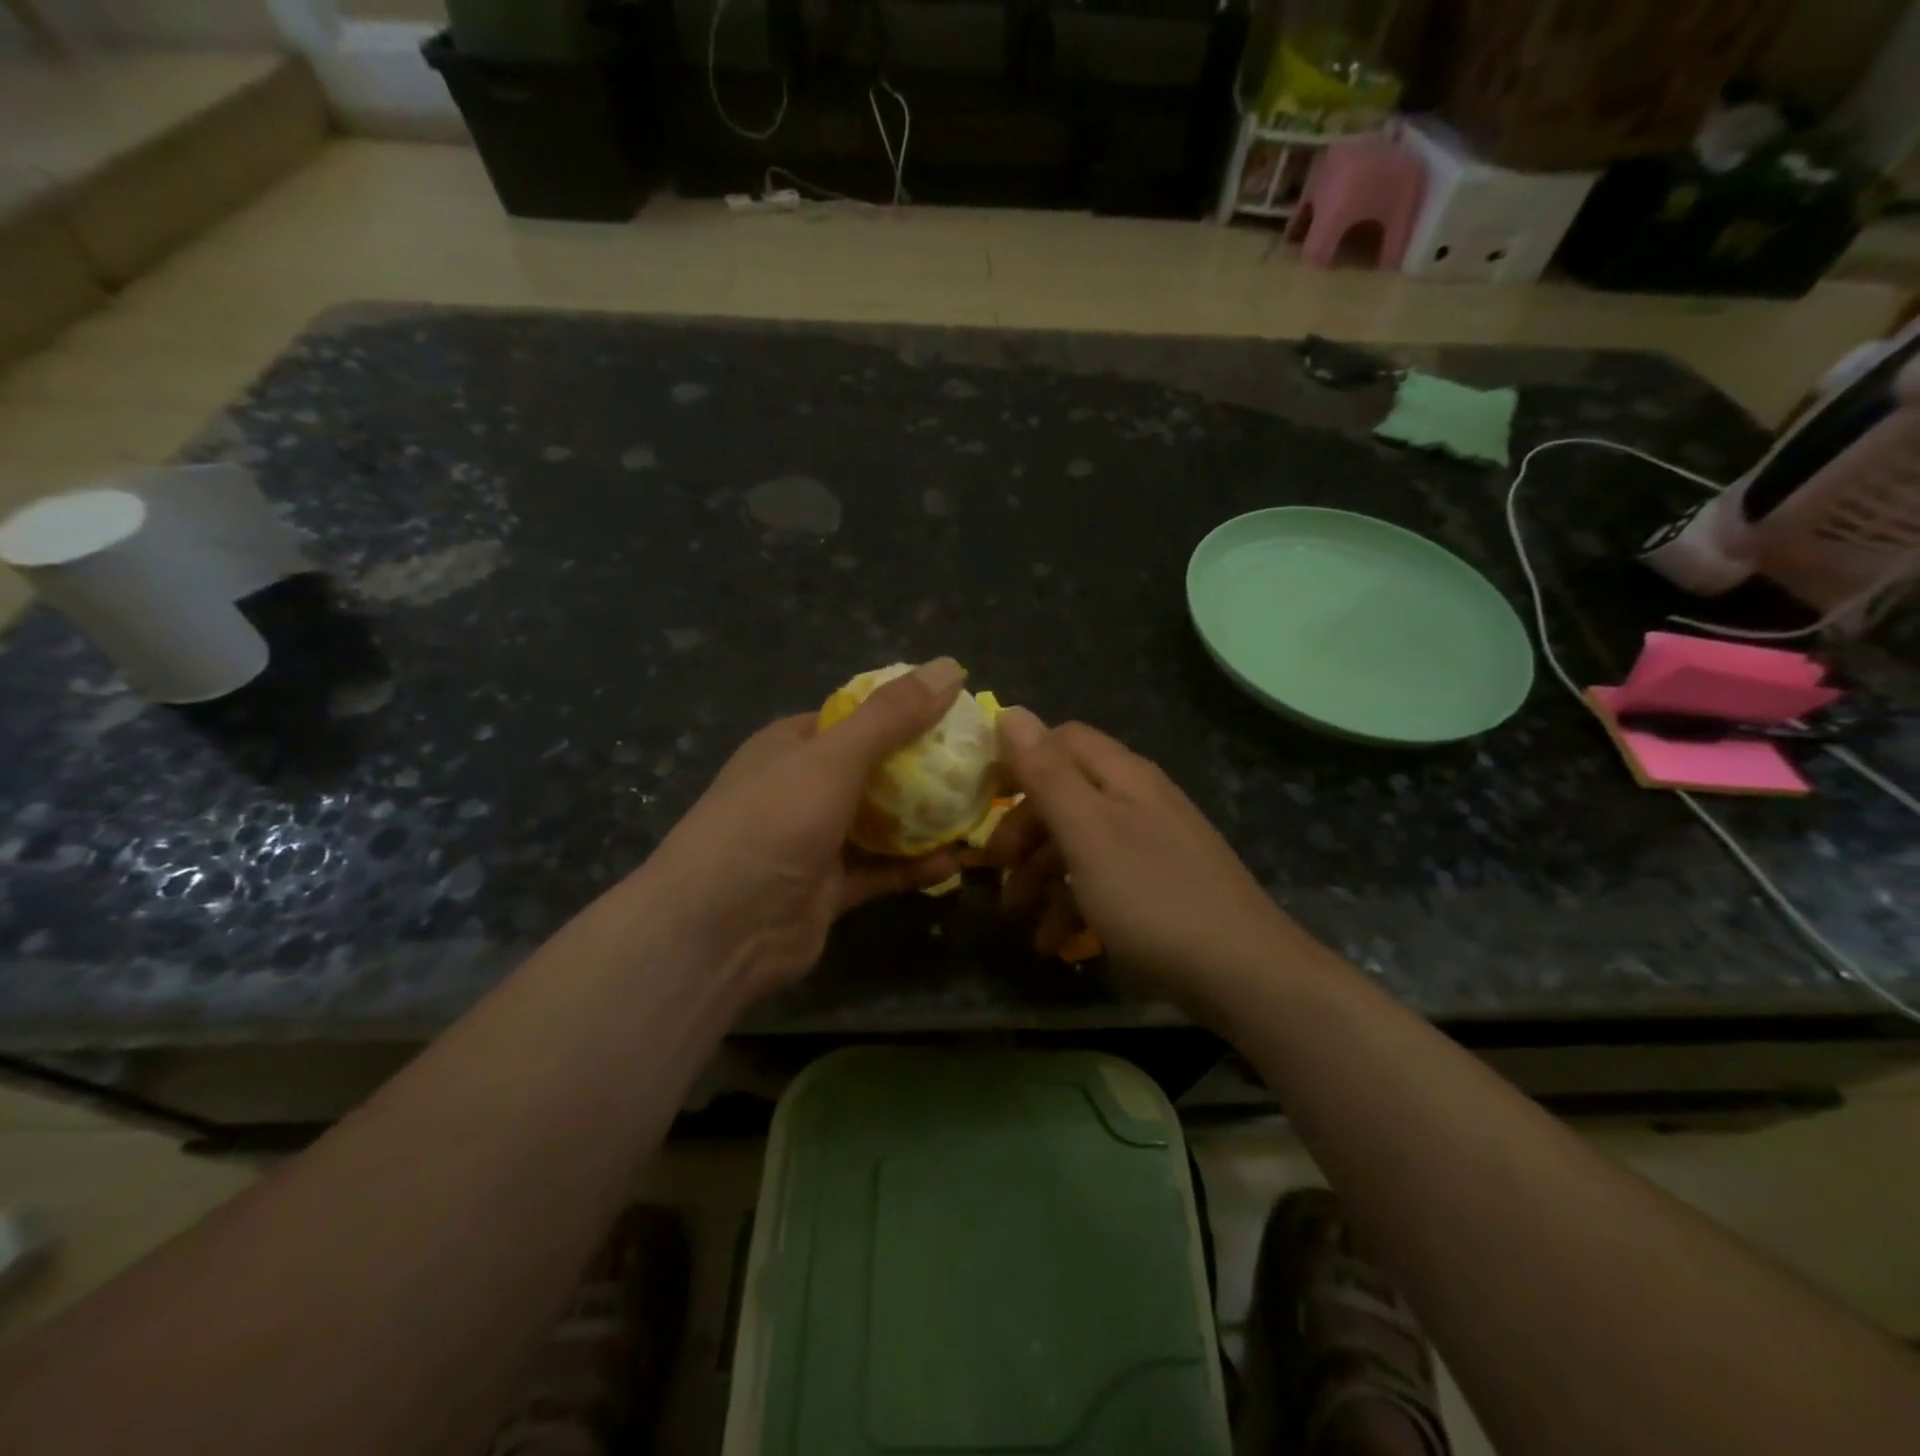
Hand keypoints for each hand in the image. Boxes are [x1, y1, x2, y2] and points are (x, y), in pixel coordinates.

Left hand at [636, 659, 968, 996]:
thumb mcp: (834, 758)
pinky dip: (915, 866)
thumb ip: (892, 716)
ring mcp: (815, 842)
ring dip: (925, 818)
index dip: (905, 711)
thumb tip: (951, 666)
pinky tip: (959, 858)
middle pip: (874, 769)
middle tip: (982, 762)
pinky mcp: (829, 890)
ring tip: (981, 806)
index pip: (855, 716)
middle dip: (925, 766)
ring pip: (880, 822)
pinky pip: (881, 871)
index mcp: (792, 746)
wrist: (719, 930)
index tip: (959, 714)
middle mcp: (802, 788)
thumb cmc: (772, 822)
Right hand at [986, 708, 1309, 999]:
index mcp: (1123, 776)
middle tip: (994, 867)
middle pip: (1067, 794)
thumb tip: (1011, 710)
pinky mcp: (1161, 888)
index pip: (1062, 741)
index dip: (1021, 760)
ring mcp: (1153, 845)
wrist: (1244, 973)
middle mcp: (1139, 801)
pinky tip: (1054, 942)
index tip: (982, 796)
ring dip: (1042, 874)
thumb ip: (1047, 773)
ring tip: (1017, 915)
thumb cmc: (1152, 896)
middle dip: (1024, 829)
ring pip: (1081, 843)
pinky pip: (1105, 882)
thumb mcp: (1087, 832)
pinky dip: (1074, 905)